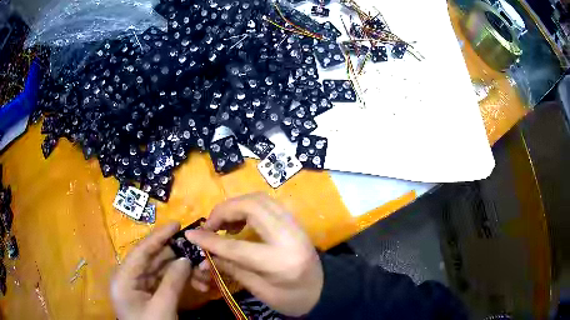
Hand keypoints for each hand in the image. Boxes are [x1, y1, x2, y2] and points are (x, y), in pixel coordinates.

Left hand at [110, 222, 191, 319]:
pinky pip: (163, 281)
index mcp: (123, 278)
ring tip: (199, 266)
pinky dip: (178, 279)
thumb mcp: (162, 308)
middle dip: (174, 254)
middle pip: (152, 259)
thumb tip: (185, 259)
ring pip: (159, 270)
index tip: (176, 224)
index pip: (141, 251)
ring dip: (179, 268)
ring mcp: (138, 286)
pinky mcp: (147, 294)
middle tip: (194, 246)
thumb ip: (172, 282)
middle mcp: (128, 277)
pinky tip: (194, 280)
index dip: (159, 236)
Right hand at [185, 193, 323, 316]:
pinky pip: (267, 204)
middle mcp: (289, 236)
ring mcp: (295, 225)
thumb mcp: (260, 291)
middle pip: (251, 207)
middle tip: (210, 225)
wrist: (325, 290)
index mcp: (280, 262)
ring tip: (223, 223)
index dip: (210, 240)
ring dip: (236, 206)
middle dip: (224, 211)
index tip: (191, 234)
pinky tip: (240, 222)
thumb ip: (232, 269)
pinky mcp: (294, 221)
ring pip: (260, 199)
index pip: (237, 247)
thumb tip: (205, 256)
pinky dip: (248, 206)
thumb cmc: (292, 299)